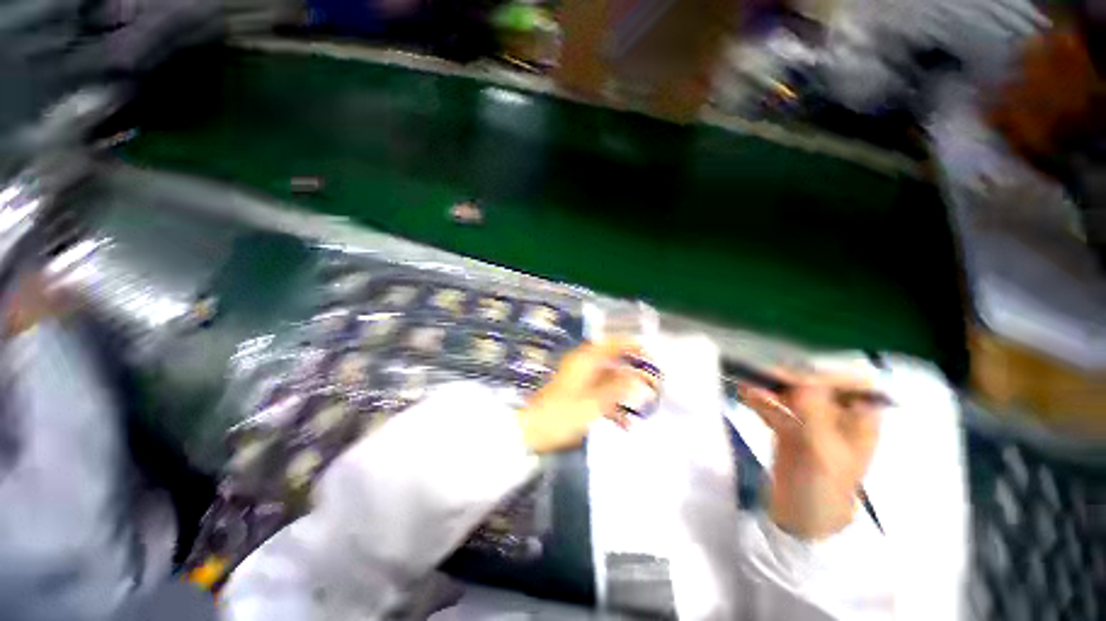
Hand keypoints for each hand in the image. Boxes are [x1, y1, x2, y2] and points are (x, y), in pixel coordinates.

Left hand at [518, 338, 657, 453]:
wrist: (532, 430)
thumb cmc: (563, 414)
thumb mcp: (594, 402)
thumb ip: (618, 388)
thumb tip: (639, 377)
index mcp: (586, 360)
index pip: (613, 343)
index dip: (633, 347)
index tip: (651, 357)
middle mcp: (584, 365)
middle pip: (614, 362)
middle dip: (634, 374)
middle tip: (652, 385)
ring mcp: (580, 379)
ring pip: (609, 380)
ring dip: (625, 393)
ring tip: (642, 408)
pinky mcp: (577, 393)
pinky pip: (600, 393)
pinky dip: (612, 405)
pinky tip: (625, 424)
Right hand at [739, 370, 885, 539]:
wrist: (802, 519)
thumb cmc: (823, 489)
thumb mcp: (823, 452)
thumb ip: (815, 415)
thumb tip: (803, 379)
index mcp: (860, 420)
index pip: (849, 382)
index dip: (825, 370)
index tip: (795, 367)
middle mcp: (838, 415)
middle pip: (815, 384)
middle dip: (788, 376)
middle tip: (762, 371)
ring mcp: (811, 420)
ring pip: (791, 394)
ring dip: (769, 386)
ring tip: (747, 380)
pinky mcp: (789, 427)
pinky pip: (775, 406)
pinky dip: (760, 399)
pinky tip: (744, 392)